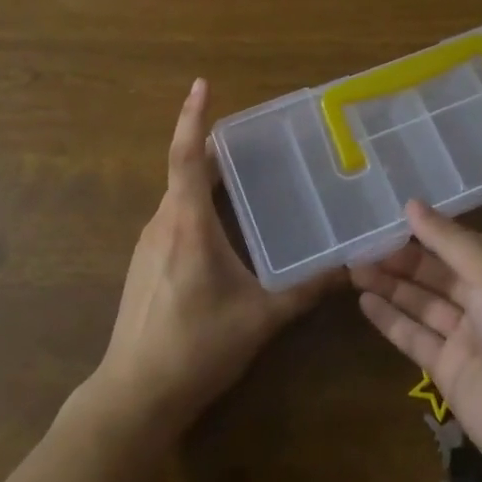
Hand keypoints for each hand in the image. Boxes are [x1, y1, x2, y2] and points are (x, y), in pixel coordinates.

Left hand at [89, 79, 336, 441]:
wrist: (133, 396)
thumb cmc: (196, 347)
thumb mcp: (259, 318)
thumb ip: (304, 291)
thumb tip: (347, 269)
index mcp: (186, 223)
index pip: (187, 156)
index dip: (194, 117)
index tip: (202, 84)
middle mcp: (162, 223)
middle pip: (185, 171)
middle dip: (213, 149)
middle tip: (252, 139)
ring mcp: (148, 244)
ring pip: (178, 197)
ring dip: (205, 181)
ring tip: (243, 178)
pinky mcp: (144, 264)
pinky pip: (173, 218)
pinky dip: (195, 206)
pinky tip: (221, 228)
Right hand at [350, 201, 481, 481]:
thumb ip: (448, 241)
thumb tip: (411, 204)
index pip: (459, 243)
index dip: (426, 231)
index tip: (388, 217)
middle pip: (436, 272)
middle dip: (401, 258)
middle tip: (361, 244)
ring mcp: (466, 336)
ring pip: (421, 302)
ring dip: (390, 285)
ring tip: (353, 268)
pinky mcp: (449, 371)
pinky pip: (415, 337)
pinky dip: (390, 320)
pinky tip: (364, 301)